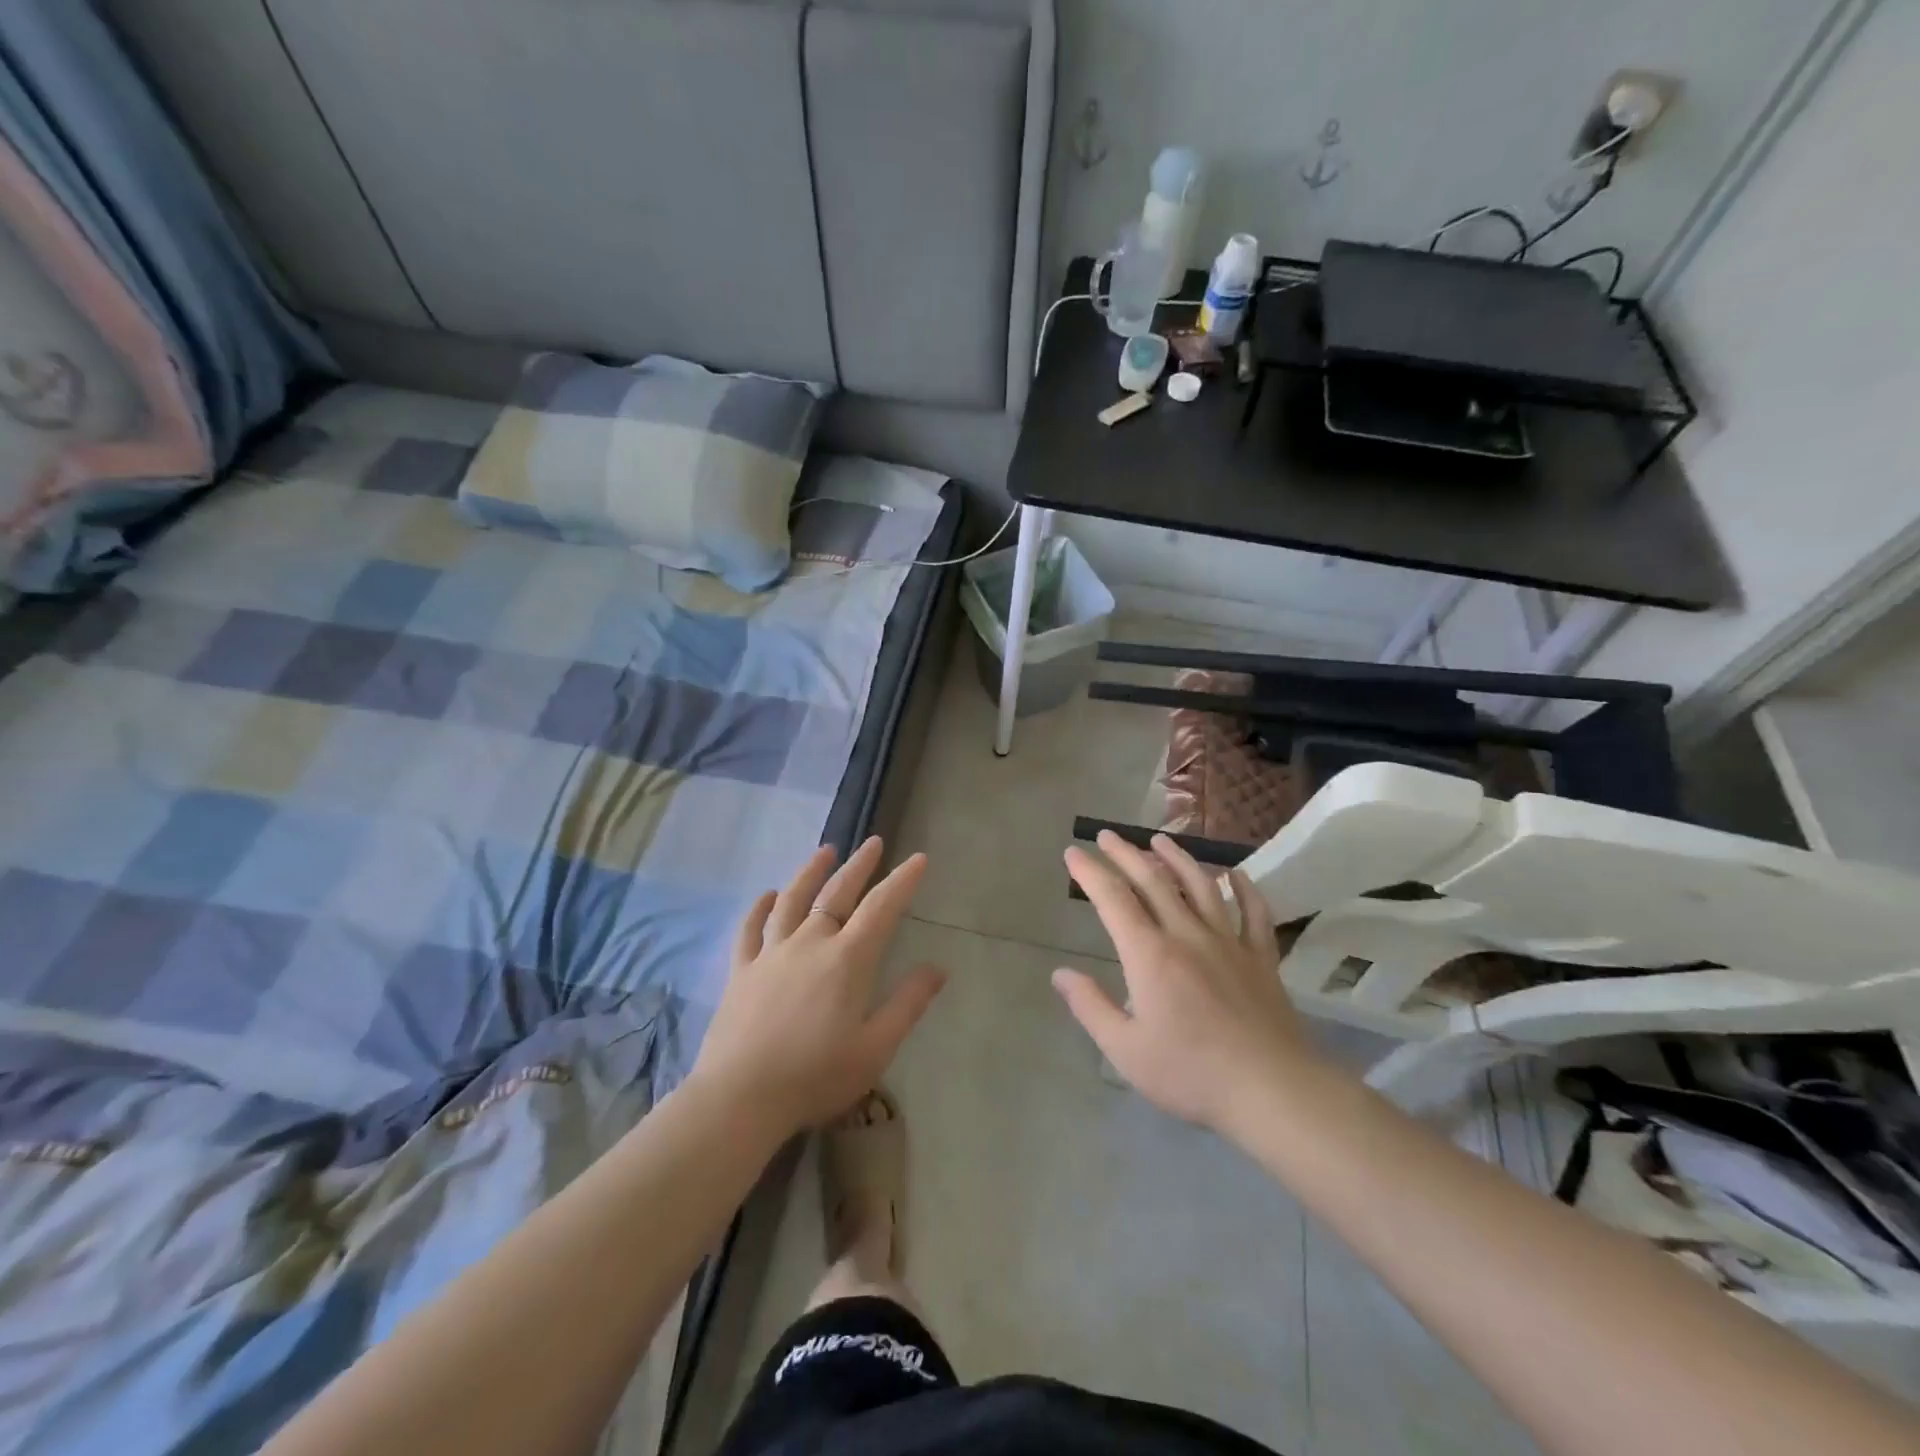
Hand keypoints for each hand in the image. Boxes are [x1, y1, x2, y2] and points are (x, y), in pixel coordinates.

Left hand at [690, 837, 945, 1136]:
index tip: (918, 859)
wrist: (740, 1098)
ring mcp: (771, 953)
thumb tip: (939, 968)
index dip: (902, 881)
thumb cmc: (816, 1076)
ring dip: (811, 872)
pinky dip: (760, 907)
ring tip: (825, 851)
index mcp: (846, 960)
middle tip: (873, 842)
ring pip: (793, 900)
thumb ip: (908, 1004)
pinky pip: (751, 929)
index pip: (881, 908)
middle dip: (859, 865)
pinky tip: (767, 895)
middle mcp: (810, 943)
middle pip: (837, 893)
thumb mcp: (875, 1048)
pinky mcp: (742, 970)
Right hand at [1055, 831, 1322, 1135]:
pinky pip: (1254, 913)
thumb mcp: (1125, 1050)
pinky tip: (1236, 875)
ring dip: (1178, 859)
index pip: (1113, 900)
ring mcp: (1228, 942)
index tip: (1073, 852)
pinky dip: (1244, 889)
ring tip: (1160, 840)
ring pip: (1200, 886)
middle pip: (1153, 882)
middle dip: (1126, 854)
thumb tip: (1061, 974)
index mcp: (1149, 954)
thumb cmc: (1191, 1073)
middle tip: (1108, 835)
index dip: (1090, 872)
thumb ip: (1091, 1007)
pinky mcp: (1261, 958)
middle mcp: (1186, 935)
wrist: (1272, 1089)